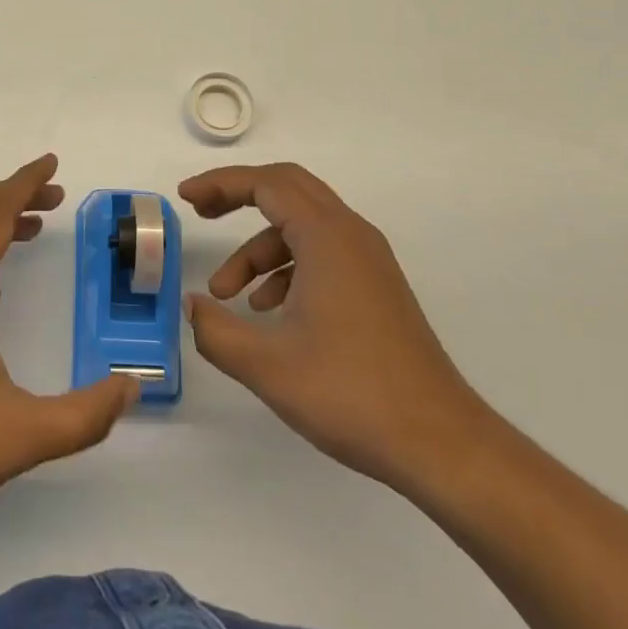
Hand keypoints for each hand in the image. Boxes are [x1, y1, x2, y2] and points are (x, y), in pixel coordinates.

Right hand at [181, 162, 489, 494]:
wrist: (441, 444)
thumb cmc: (352, 394)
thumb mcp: (268, 366)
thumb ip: (216, 332)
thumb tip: (192, 307)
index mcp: (327, 236)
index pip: (265, 184)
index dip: (220, 184)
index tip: (186, 198)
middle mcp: (351, 234)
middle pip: (287, 189)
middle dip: (239, 196)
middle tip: (200, 213)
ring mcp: (368, 260)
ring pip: (302, 227)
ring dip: (259, 249)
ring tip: (229, 295)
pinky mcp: (376, 286)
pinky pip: (321, 253)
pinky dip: (287, 267)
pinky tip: (270, 312)